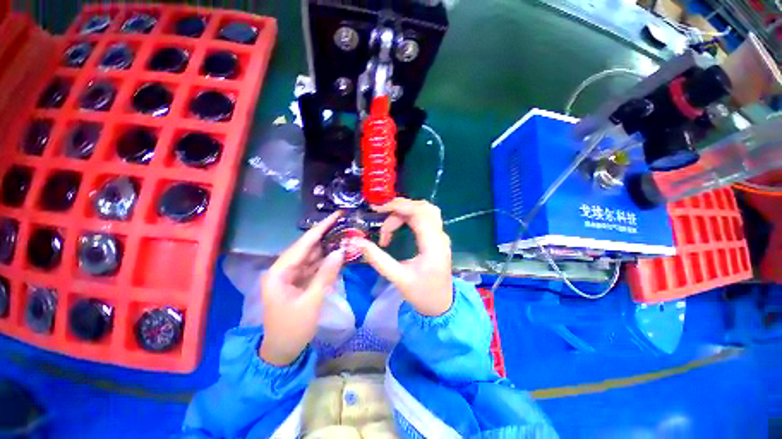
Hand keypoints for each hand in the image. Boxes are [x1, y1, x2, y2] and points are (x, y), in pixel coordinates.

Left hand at [259, 211, 344, 365]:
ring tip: (344, 235)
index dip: (321, 228)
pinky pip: (314, 266)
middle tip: (344, 223)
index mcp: (280, 272)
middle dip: (326, 235)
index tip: (336, 215)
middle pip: (307, 247)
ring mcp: (292, 275)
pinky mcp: (299, 281)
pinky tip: (338, 253)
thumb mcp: (311, 302)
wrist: (282, 351)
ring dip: (328, 247)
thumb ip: (325, 275)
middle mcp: (284, 269)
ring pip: (312, 256)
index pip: (303, 244)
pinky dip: (326, 261)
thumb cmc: (292, 329)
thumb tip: (340, 252)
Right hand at [353, 198, 452, 316]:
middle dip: (399, 209)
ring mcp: (441, 236)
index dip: (398, 206)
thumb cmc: (421, 294)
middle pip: (422, 208)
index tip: (377, 209)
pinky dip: (411, 215)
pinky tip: (399, 224)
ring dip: (406, 211)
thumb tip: (357, 241)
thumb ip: (377, 259)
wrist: (441, 305)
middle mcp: (440, 236)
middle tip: (381, 217)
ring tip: (388, 222)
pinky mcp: (438, 238)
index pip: (419, 213)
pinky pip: (426, 217)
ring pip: (425, 210)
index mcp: (433, 245)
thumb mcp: (398, 278)